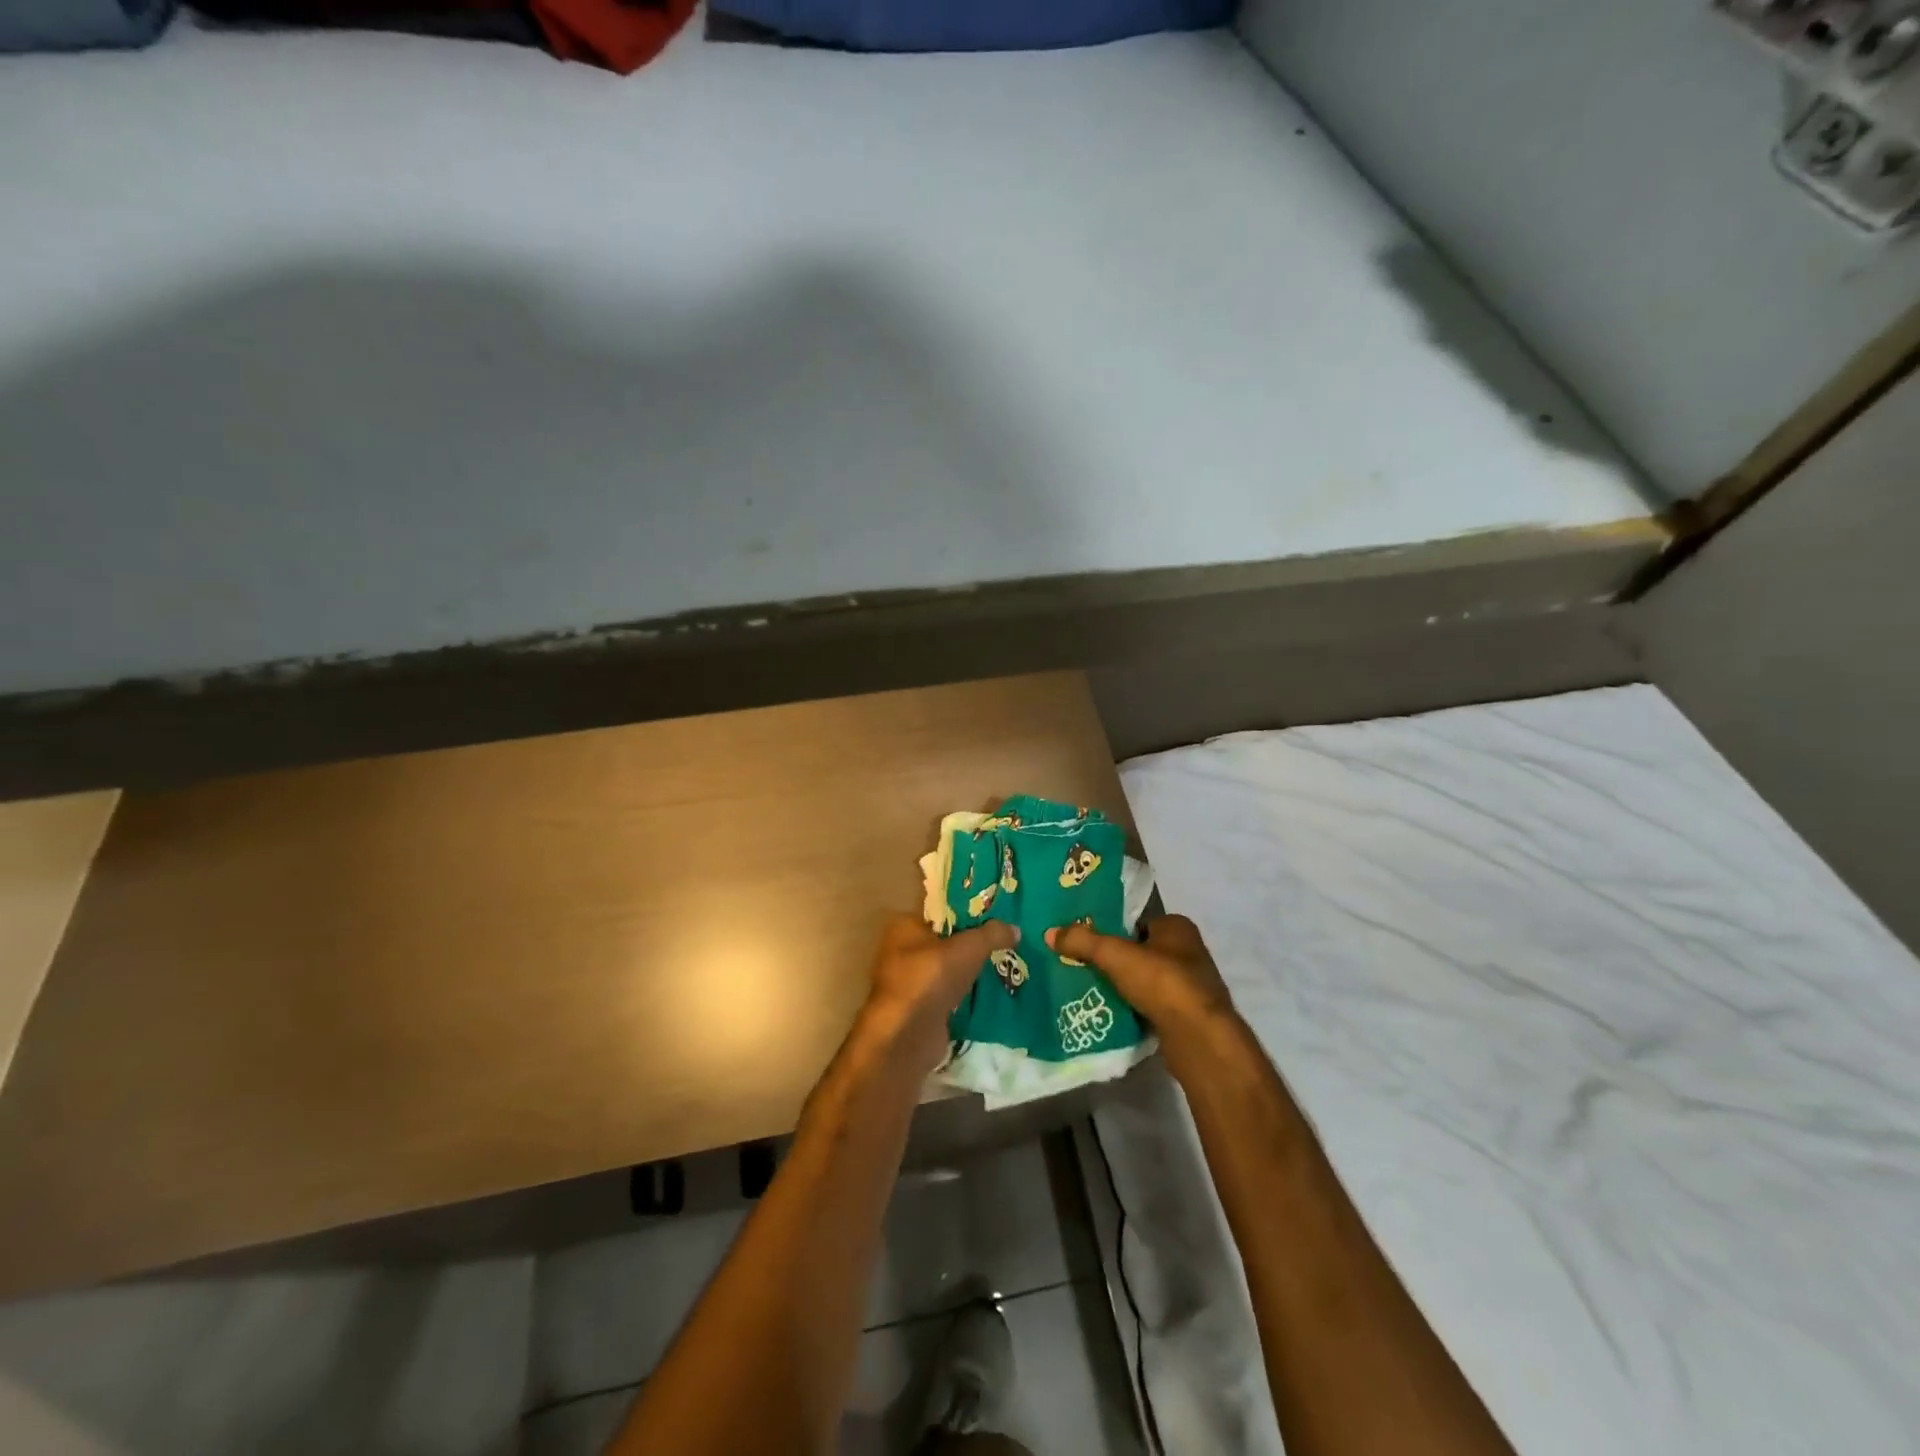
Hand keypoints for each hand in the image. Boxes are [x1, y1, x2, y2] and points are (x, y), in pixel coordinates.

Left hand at [858, 915, 1017, 1074]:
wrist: (907, 1037)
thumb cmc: (930, 979)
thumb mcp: (968, 948)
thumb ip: (992, 934)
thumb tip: (1014, 928)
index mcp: (906, 926)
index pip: (942, 911)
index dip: (970, 912)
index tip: (998, 915)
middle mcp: (903, 951)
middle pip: (948, 941)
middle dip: (975, 944)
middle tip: (1008, 941)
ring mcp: (912, 982)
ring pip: (950, 969)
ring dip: (973, 971)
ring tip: (1008, 965)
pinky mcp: (922, 1009)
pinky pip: (951, 994)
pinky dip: (969, 995)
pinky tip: (995, 992)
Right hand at [1045, 914, 1238, 1071]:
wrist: (1199, 1037)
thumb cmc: (1162, 982)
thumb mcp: (1114, 955)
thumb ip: (1083, 941)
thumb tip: (1049, 932)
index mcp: (1178, 927)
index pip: (1138, 922)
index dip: (1113, 931)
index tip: (1087, 942)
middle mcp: (1189, 951)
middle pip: (1142, 951)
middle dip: (1118, 960)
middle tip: (1084, 967)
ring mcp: (1192, 985)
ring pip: (1148, 980)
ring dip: (1127, 986)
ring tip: (1093, 991)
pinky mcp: (1189, 1016)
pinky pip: (1155, 1005)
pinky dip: (1137, 1008)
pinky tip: (1114, 1014)